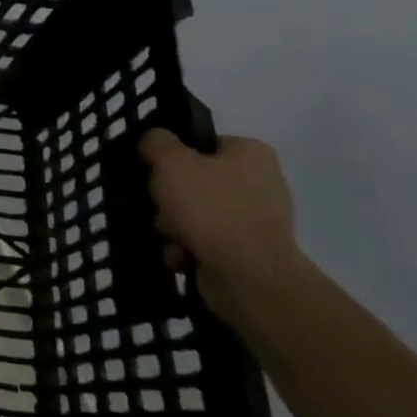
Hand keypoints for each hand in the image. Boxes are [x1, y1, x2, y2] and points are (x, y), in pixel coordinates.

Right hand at [140, 129, 304, 325]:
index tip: (156, 170)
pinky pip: (209, 242)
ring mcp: (259, 222)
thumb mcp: (171, 162)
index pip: (204, 144)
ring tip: (169, 237)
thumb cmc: (211, 208)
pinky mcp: (251, 254)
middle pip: (197, 181)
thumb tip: (154, 140)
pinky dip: (189, 248)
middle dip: (172, 199)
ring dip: (175, 226)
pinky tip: (180, 256)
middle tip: (160, 207)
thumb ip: (156, 142)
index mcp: (251, 153)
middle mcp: (262, 183)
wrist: (249, 277)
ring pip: (199, 214)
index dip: (175, 156)